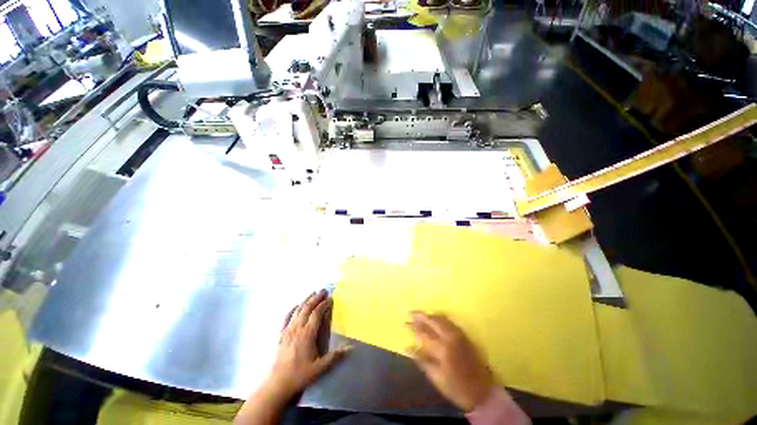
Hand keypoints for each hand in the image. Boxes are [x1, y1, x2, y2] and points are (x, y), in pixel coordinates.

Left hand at [265, 290, 347, 399]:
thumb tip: (349, 349)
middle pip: (307, 308)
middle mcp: (297, 328)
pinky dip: (292, 310)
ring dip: (305, 300)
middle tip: (323, 290)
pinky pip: (286, 318)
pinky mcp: (281, 335)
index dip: (323, 304)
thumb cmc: (300, 375)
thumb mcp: (319, 368)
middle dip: (315, 298)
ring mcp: (288, 330)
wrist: (277, 384)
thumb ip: (334, 357)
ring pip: (297, 310)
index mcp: (307, 334)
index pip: (316, 314)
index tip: (330, 298)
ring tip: (312, 293)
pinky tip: (296, 306)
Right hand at [407, 312, 493, 411]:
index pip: (424, 333)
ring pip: (441, 319)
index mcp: (442, 348)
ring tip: (420, 315)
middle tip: (410, 313)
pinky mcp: (465, 335)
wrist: (483, 392)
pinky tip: (436, 319)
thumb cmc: (457, 387)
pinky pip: (449, 321)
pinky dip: (440, 318)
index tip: (404, 323)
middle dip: (420, 316)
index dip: (413, 327)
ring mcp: (459, 335)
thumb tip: (406, 348)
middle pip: (433, 321)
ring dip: (430, 315)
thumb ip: (421, 360)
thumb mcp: (436, 377)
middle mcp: (450, 337)